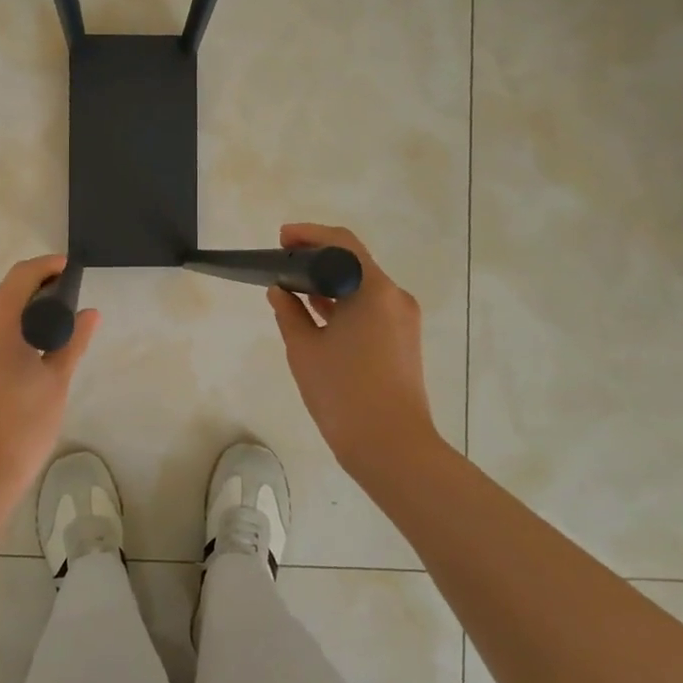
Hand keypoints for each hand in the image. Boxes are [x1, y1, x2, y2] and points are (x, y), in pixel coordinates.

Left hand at [0, 255, 100, 509]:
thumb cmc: (18, 427)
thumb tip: (90, 313)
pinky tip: (29, 355)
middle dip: (37, 290)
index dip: (48, 267)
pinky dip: (8, 334)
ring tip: (55, 329)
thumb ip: (72, 342)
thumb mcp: (55, 382)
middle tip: (70, 301)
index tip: (73, 269)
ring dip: (22, 314)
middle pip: (5, 294)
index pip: (21, 276)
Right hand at [267, 223, 440, 484]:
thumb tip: (280, 291)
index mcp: (374, 290)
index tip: (281, 240)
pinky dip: (343, 306)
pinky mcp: (403, 342)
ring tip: (292, 290)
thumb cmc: (344, 393)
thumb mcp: (304, 349)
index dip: (309, 235)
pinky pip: (370, 309)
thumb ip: (289, 312)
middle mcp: (395, 297)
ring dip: (330, 285)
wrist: (392, 448)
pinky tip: (315, 316)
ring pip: (362, 288)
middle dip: (317, 260)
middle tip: (281, 264)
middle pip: (354, 263)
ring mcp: (403, 321)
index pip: (342, 243)